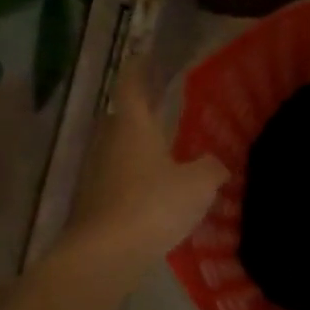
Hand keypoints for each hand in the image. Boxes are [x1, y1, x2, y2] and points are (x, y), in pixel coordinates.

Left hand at [64, 51, 227, 271]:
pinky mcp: (94, 202)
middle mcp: (110, 142)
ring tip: (168, 154)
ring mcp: (97, 173)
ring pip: (121, 150)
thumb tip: (216, 164)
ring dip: (141, 149)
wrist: (105, 255)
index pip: (132, 85)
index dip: (139, 68)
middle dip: (143, 112)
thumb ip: (211, 167)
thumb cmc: (153, 206)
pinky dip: (136, 179)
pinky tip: (157, 194)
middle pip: (124, 118)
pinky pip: (119, 179)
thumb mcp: (199, 185)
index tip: (146, 55)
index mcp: (134, 126)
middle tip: (167, 110)